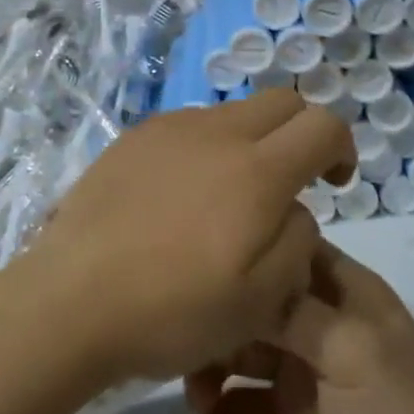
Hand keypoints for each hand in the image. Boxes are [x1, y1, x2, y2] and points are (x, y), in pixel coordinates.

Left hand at [20, 91, 354, 387]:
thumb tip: (294, 207)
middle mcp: (216, 133)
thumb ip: (297, 240)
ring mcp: (169, 129)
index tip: (333, 184)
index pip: (322, 124)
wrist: (71, 300)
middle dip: (301, 132)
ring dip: (250, 140)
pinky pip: (188, 126)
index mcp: (256, 171)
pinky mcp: (134, 137)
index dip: (341, 147)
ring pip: (232, 112)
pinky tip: (180, 196)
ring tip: (227, 197)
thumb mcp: (260, 300)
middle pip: (280, 102)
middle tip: (291, 183)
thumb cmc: (172, 311)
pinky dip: (206, 147)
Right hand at [184, 242, 413, 413]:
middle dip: (218, 324)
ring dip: (211, 375)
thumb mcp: (352, 351)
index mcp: (346, 293)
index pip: (290, 249)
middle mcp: (320, 324)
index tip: (199, 255)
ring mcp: (302, 375)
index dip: (251, 247)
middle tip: (187, 353)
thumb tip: (241, 272)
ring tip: (200, 409)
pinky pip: (240, 406)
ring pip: (239, 353)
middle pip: (254, 303)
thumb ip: (293, 310)